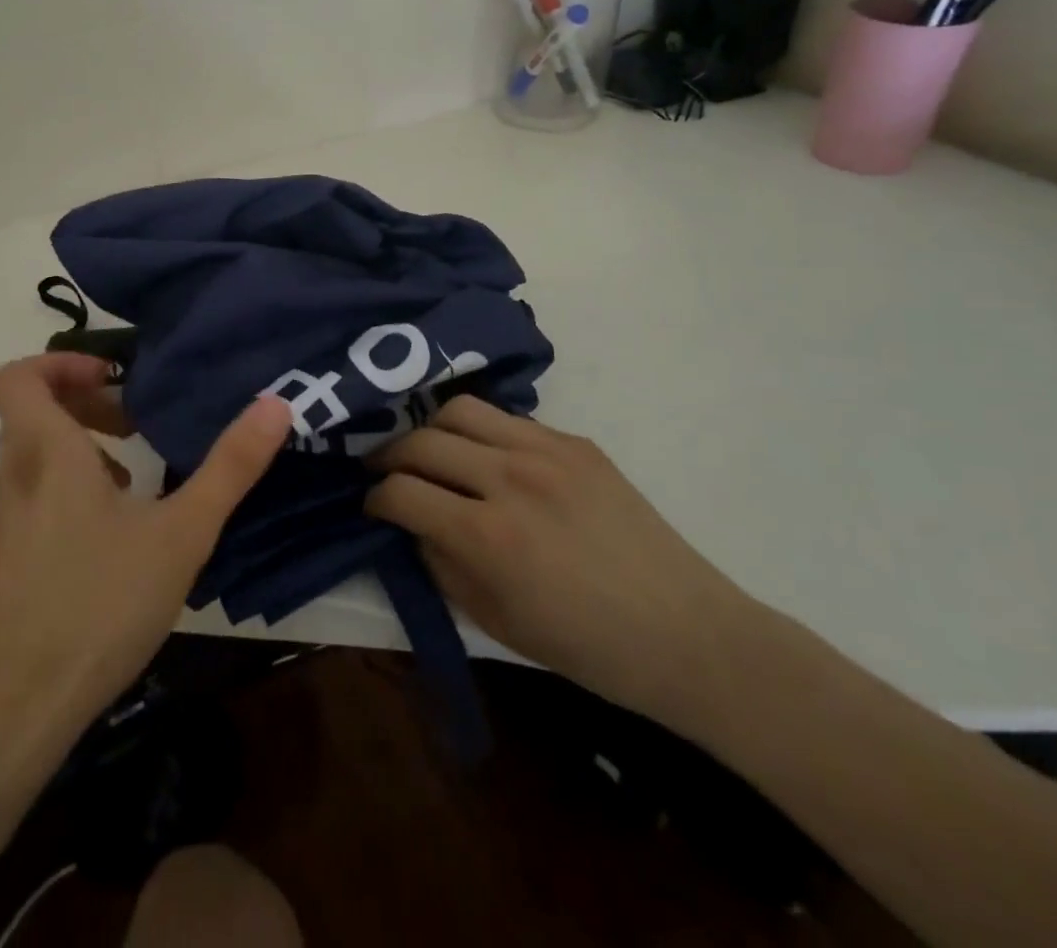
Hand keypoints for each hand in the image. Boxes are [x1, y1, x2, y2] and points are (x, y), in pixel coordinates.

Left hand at [0, 353, 291, 766]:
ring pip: (30, 454)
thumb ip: (230, 466)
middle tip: (135, 422)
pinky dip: (66, 486)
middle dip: (86, 403)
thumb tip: (275, 403)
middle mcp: (11, 476)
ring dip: (79, 446)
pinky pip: (29, 493)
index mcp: (45, 453)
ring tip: (133, 476)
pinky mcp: (0, 557)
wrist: (16, 711)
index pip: (17, 376)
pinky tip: (111, 532)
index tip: (114, 379)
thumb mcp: (182, 533)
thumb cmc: (100, 606)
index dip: (61, 362)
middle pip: (31, 410)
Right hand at [365, 396, 756, 728]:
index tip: (371, 507)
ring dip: (430, 430)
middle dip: (389, 458)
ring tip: (429, 452)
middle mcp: (511, 480)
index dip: (374, 499)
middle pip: (420, 441)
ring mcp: (547, 452)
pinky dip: (481, 433)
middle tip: (386, 474)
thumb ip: (439, 564)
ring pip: (459, 410)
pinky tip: (486, 459)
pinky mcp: (575, 442)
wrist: (685, 632)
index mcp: (488, 537)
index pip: (401, 492)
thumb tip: (409, 523)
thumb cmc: (584, 646)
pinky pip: (507, 420)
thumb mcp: (493, 620)